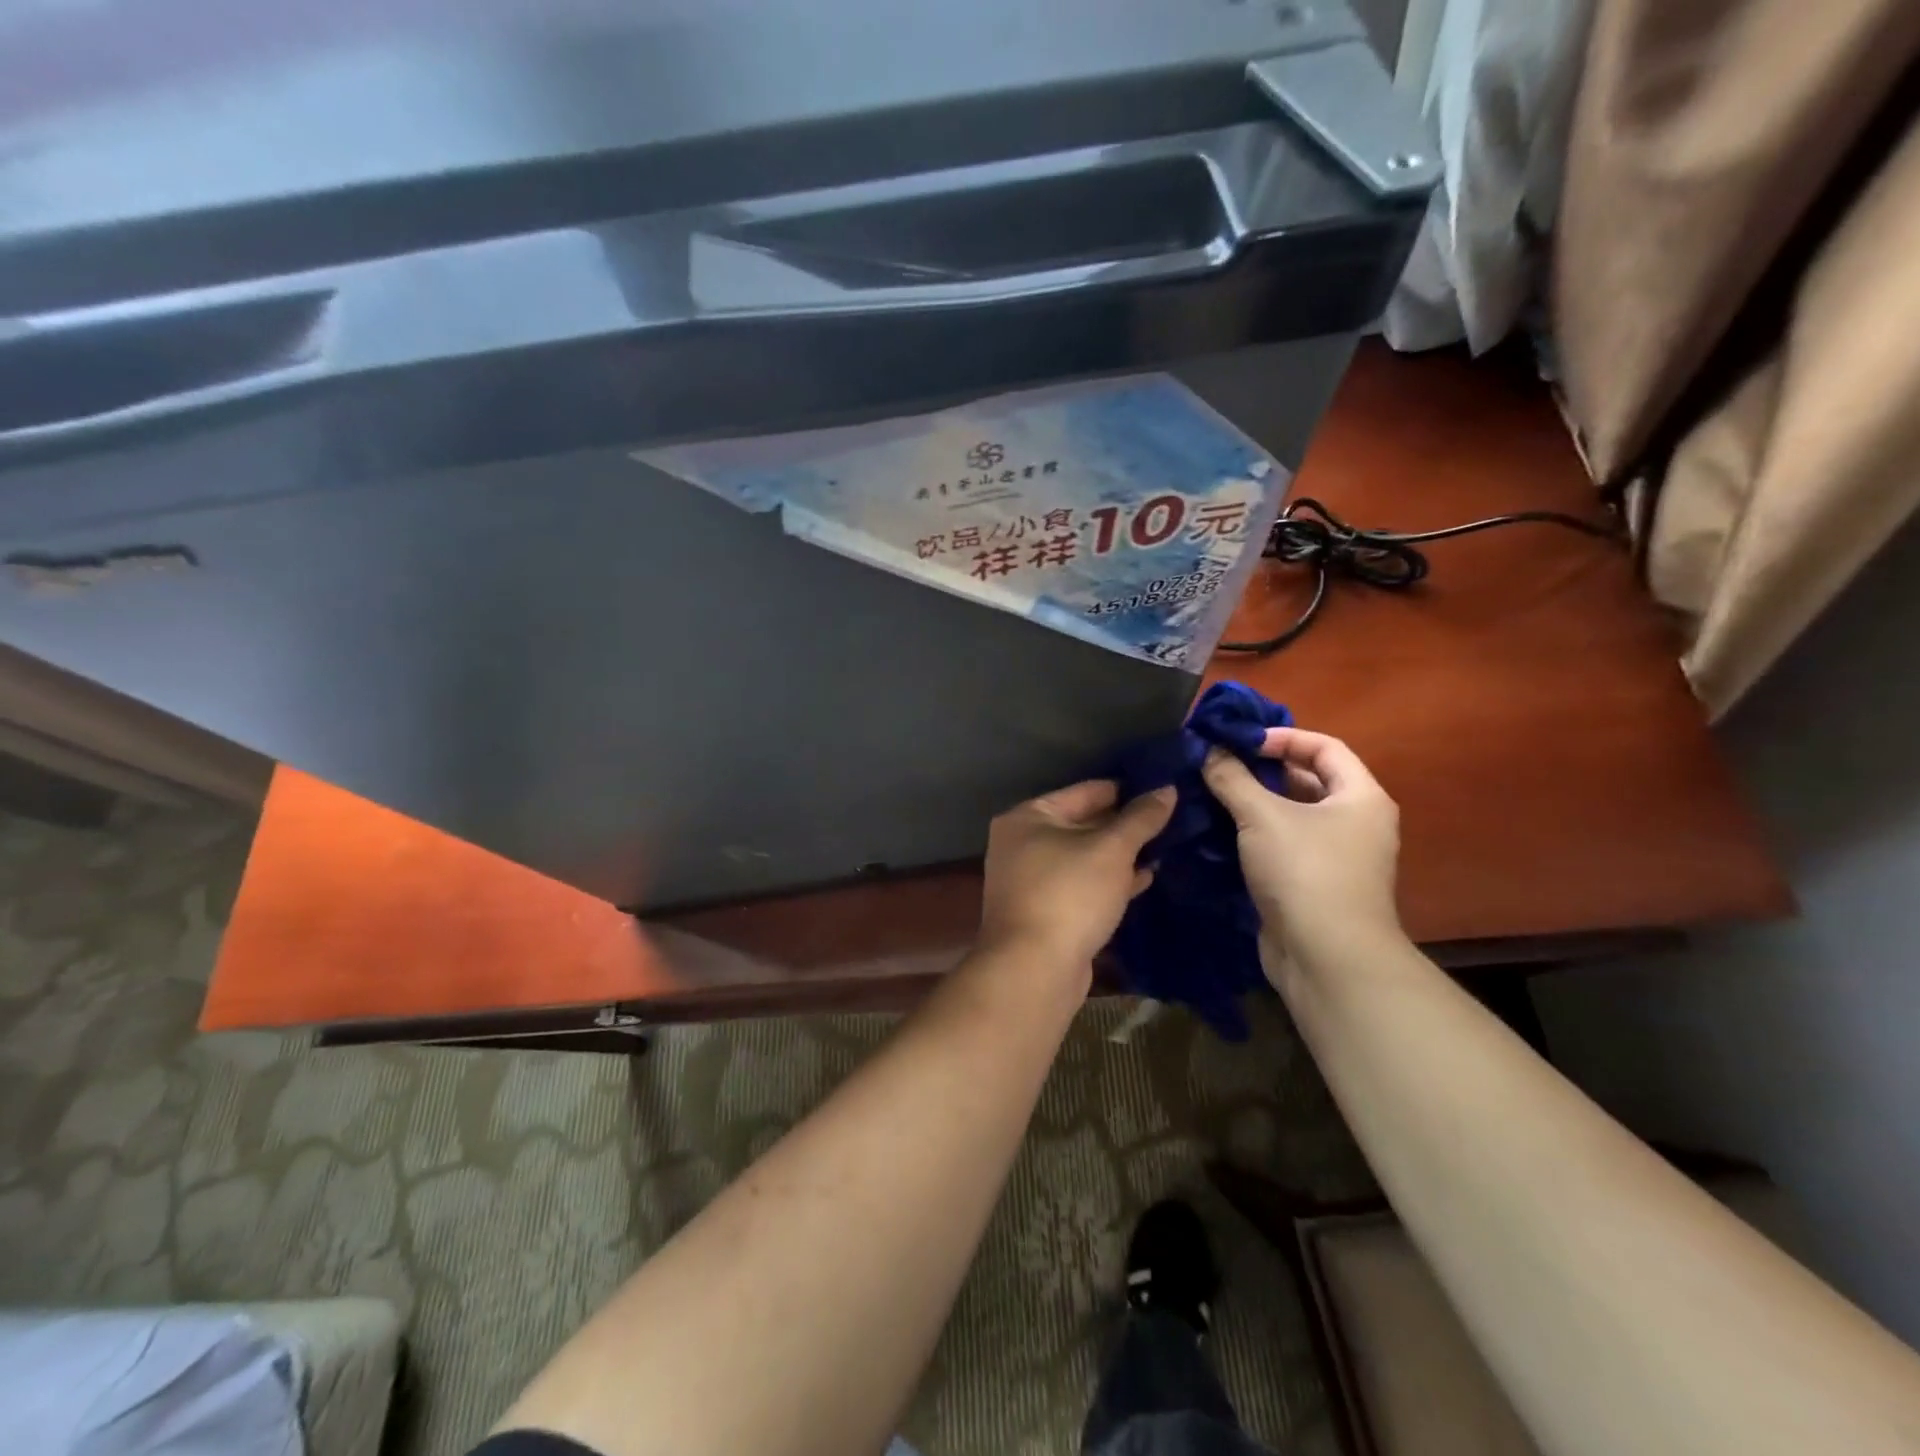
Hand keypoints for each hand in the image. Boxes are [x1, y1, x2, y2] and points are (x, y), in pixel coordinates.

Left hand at [978, 780, 1175, 971]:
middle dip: (1124, 825)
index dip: (1125, 789)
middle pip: (1082, 823)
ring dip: (1120, 854)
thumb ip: (1140, 819)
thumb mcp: (1111, 849)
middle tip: (1170, 818)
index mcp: (1028, 817)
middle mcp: (1022, 843)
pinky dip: (1109, 880)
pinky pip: (1082, 885)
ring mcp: (1031, 880)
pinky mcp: (1045, 911)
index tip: (1162, 789)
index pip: (1085, 791)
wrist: (1034, 968)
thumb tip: (1167, 789)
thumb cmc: (1069, 894)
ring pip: (1084, 857)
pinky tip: (1144, 878)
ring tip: (1164, 846)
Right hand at [1201, 728, 1401, 978]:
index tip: (1240, 741)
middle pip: (1308, 780)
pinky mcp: (1311, 885)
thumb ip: (1232, 778)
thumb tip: (1208, 751)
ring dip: (1253, 804)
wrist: (1326, 958)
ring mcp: (1334, 857)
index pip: (1325, 747)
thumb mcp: (1263, 816)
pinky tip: (1217, 831)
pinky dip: (1253, 835)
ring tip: (1210, 793)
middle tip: (1218, 764)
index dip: (1282, 737)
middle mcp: (1355, 823)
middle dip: (1263, 770)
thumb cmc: (1305, 871)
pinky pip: (1281, 846)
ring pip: (1291, 816)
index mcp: (1360, 797)